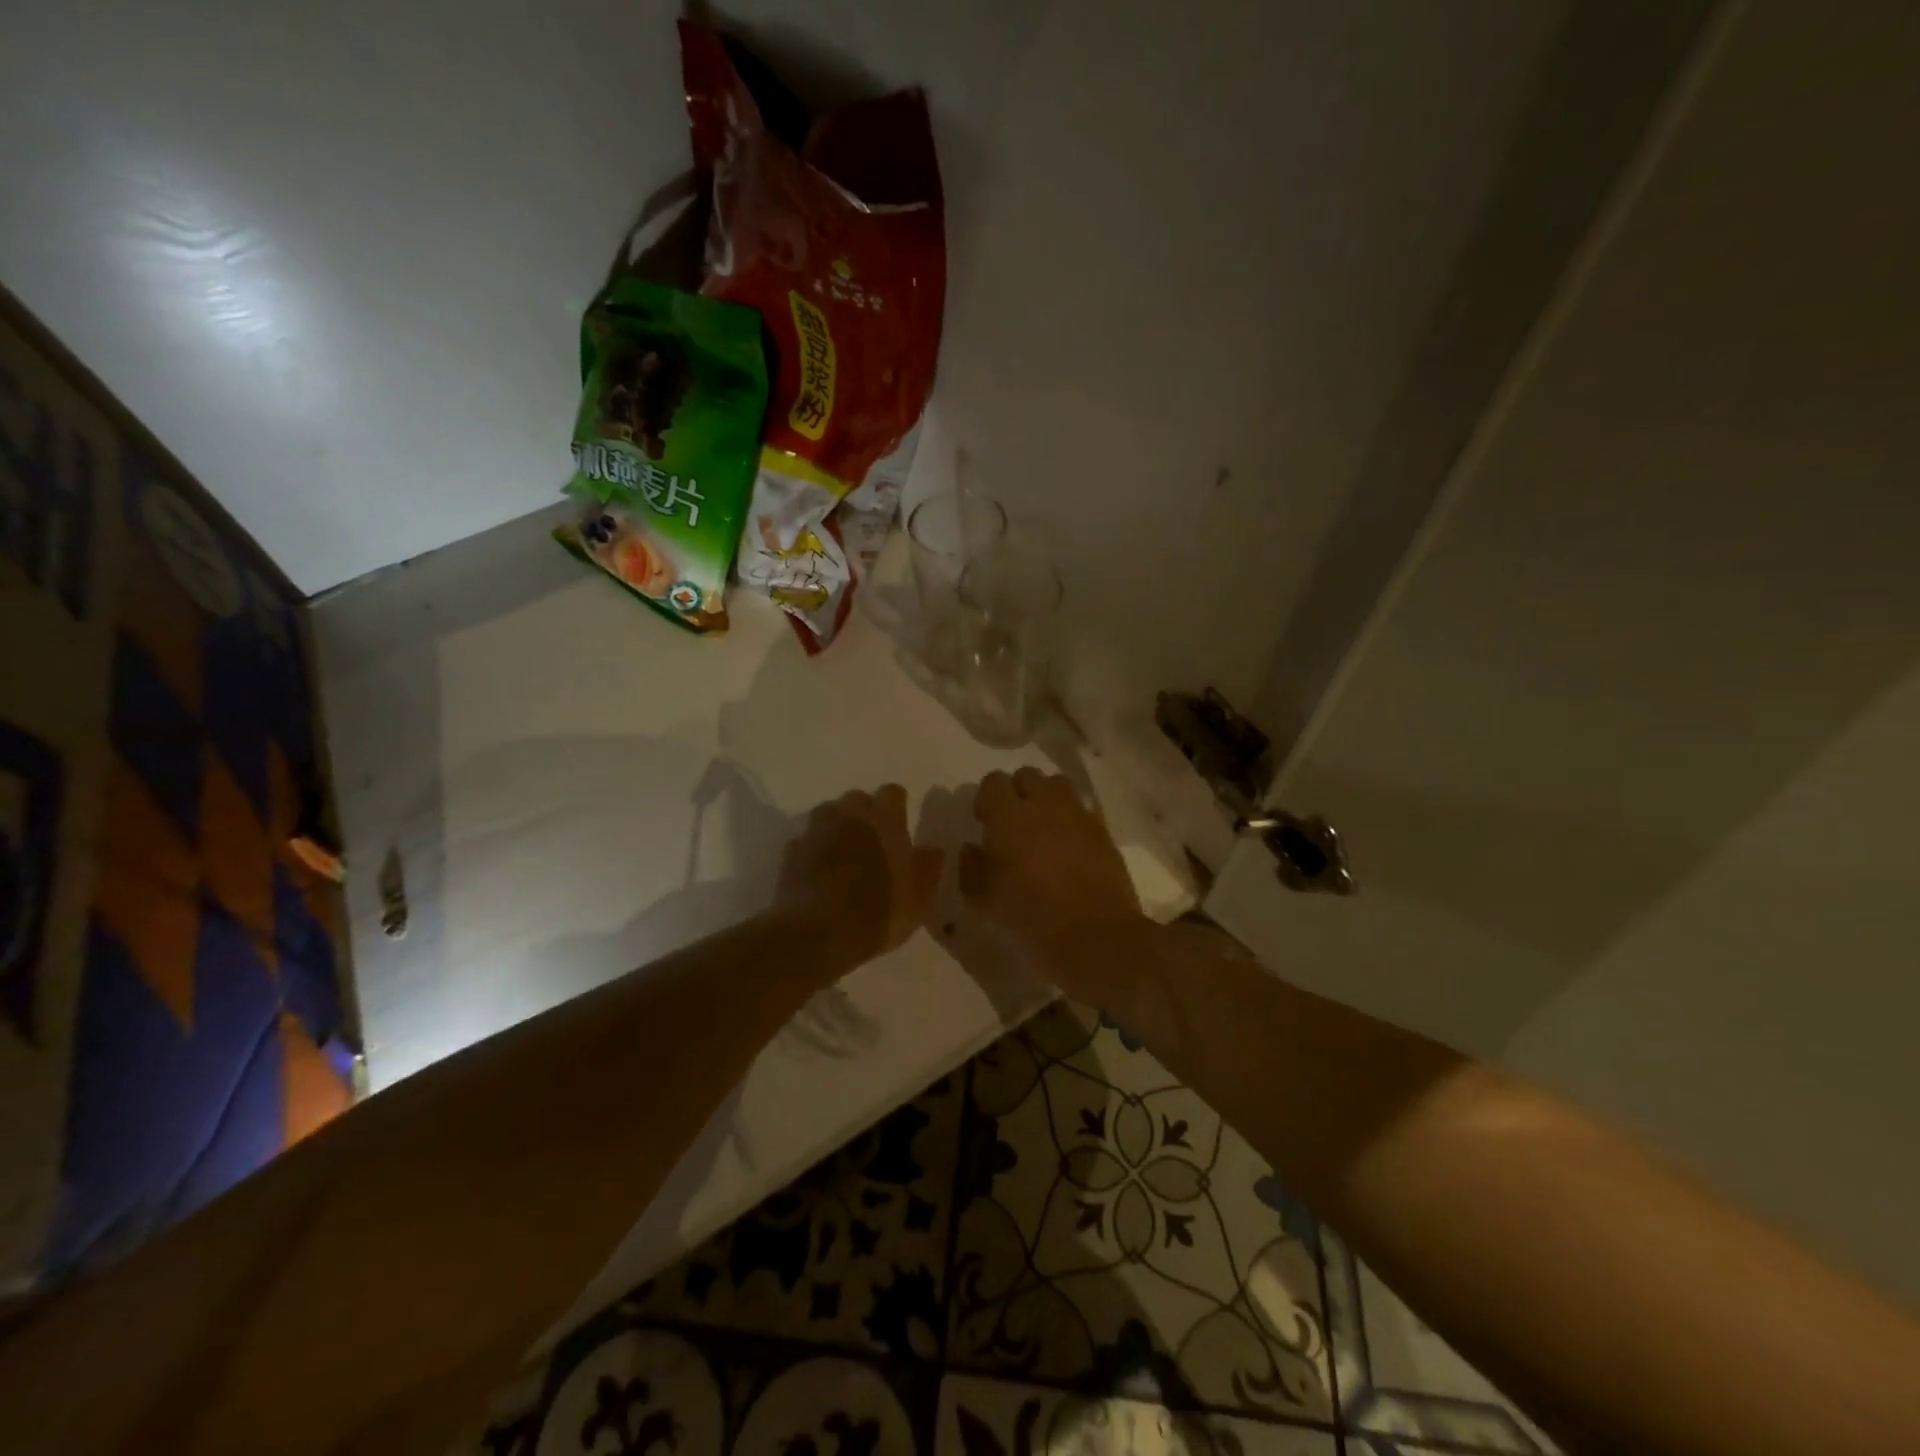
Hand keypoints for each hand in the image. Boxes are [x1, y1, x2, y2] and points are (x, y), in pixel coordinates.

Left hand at [776, 785, 943, 970]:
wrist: (816, 934)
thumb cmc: (877, 912)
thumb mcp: (918, 899)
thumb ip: (928, 869)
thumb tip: (933, 850)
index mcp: (884, 820)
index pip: (892, 793)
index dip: (897, 806)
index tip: (901, 823)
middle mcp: (849, 816)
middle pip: (856, 798)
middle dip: (864, 812)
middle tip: (872, 839)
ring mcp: (816, 831)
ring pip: (827, 814)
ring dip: (836, 825)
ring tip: (843, 850)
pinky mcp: (791, 852)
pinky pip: (805, 840)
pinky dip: (813, 848)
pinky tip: (817, 869)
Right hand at [960, 769, 1143, 992]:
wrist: (1094, 936)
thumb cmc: (1030, 917)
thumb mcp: (983, 900)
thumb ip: (970, 867)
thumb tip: (972, 847)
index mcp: (1008, 815)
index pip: (992, 782)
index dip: (986, 799)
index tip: (985, 822)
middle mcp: (1044, 804)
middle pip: (1027, 775)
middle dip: (1017, 792)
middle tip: (1013, 823)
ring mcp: (1077, 814)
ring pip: (1057, 786)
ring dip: (1045, 799)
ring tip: (1042, 828)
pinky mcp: (1102, 830)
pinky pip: (1081, 809)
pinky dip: (1071, 818)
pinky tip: (1067, 845)